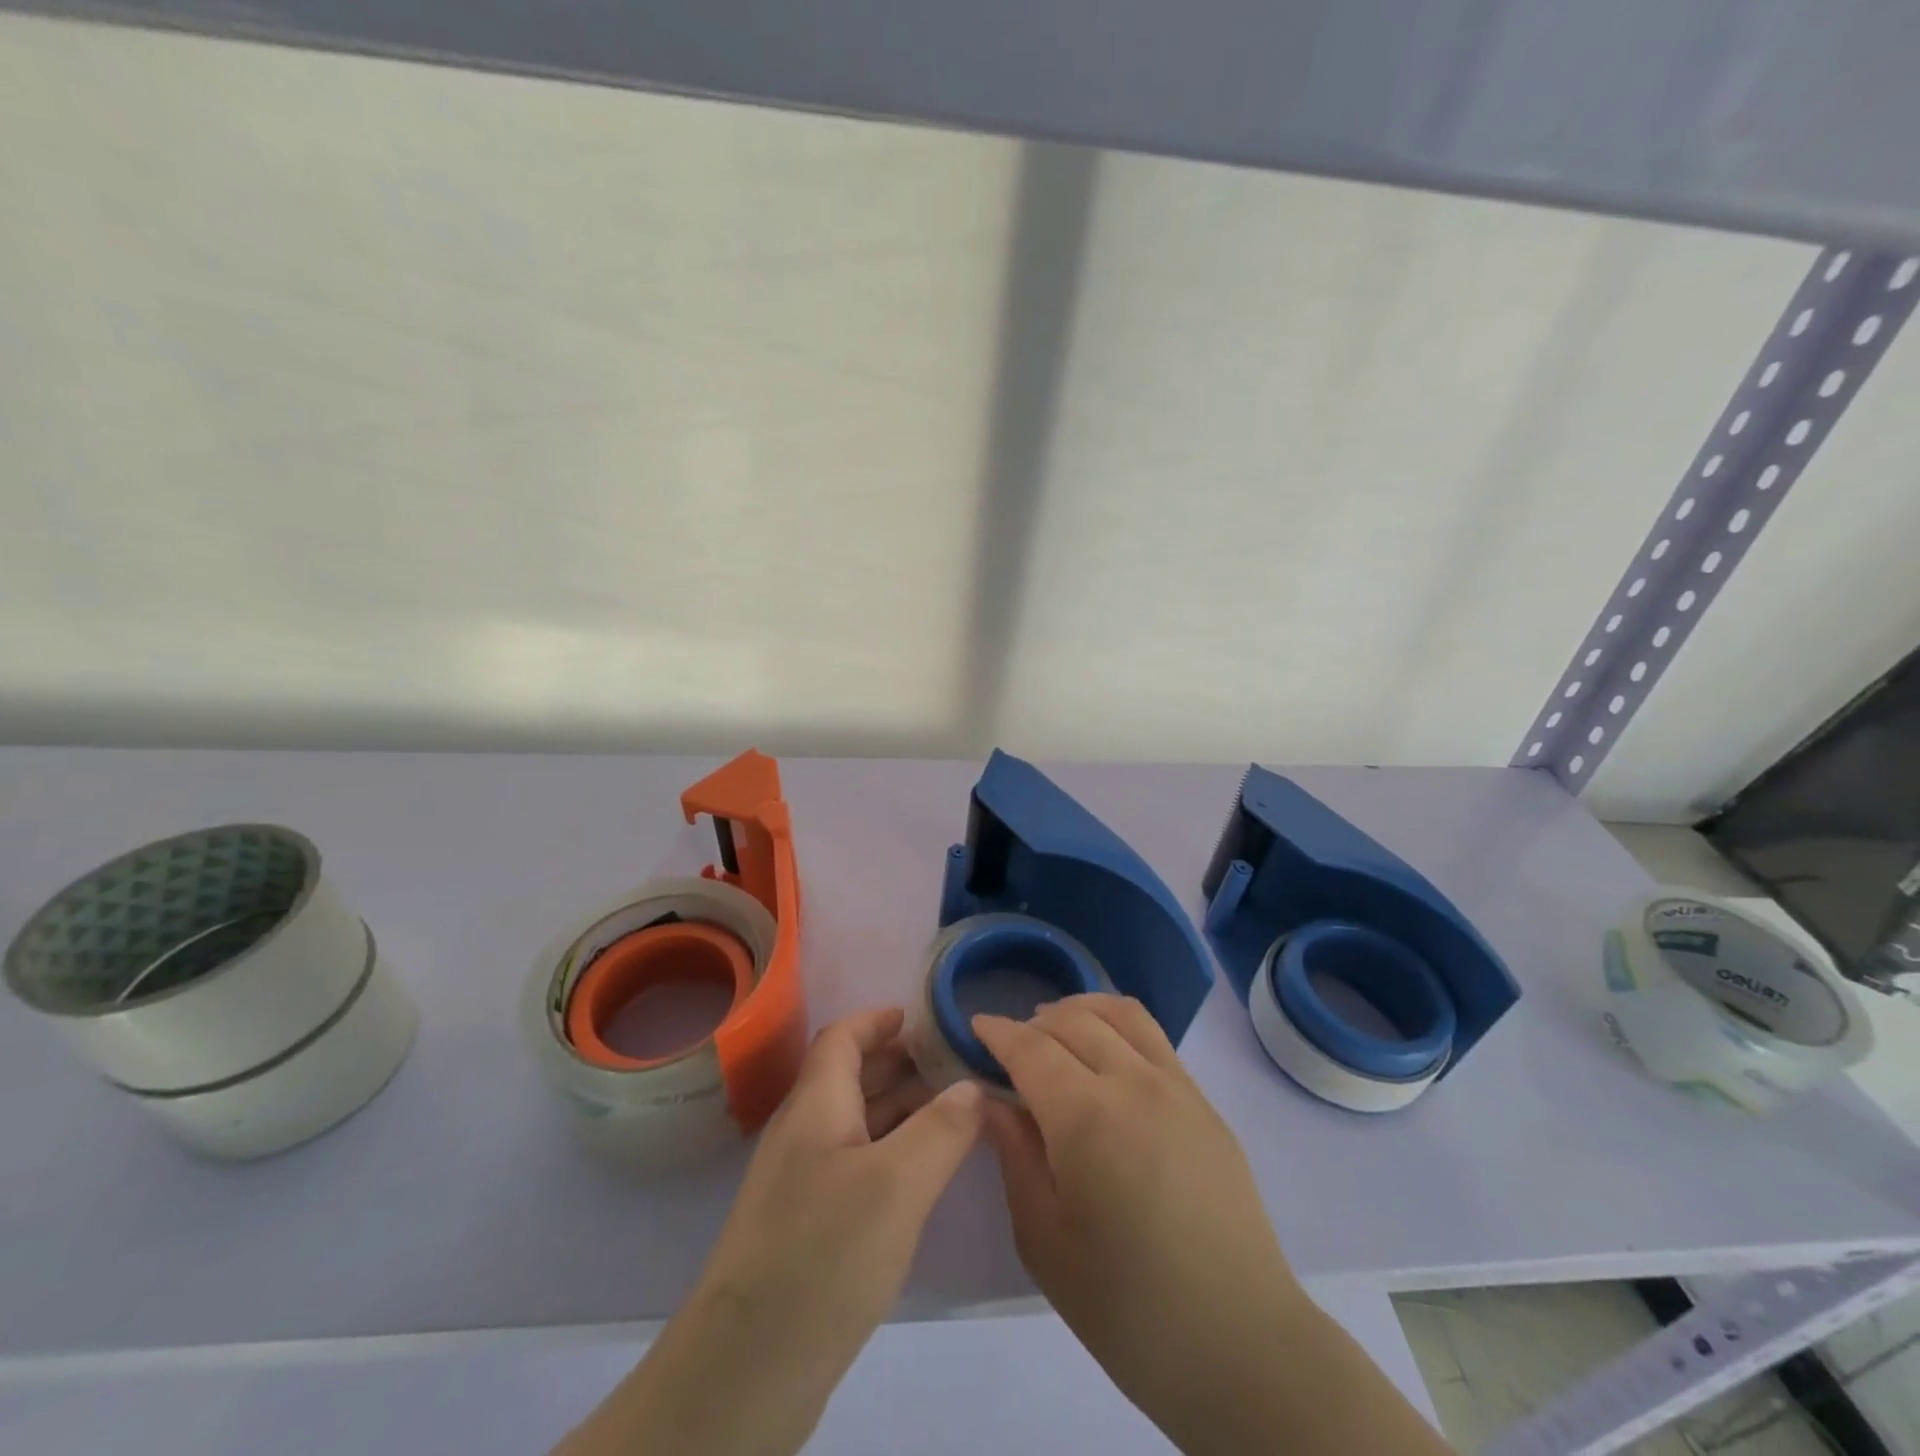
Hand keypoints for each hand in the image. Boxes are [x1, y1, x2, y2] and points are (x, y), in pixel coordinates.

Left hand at [557, 1007, 983, 1455]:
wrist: (745, 1370)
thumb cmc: (824, 1254)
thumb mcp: (898, 1185)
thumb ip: (942, 1129)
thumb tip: (971, 1085)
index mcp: (816, 1104)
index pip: (843, 1037)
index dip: (880, 1019)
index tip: (924, 1017)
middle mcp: (804, 1131)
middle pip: (851, 1075)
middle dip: (901, 1061)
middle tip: (955, 1063)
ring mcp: (801, 1181)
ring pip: (855, 1121)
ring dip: (899, 1107)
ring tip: (954, 1110)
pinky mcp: (806, 1225)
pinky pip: (855, 1162)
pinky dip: (891, 1150)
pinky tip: (923, 1172)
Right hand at [973, 995, 1310, 1455]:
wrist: (1238, 1342)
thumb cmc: (1125, 1304)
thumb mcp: (1043, 1237)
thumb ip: (1014, 1154)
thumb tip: (991, 1100)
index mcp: (1085, 1115)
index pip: (1030, 1047)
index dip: (997, 1031)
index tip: (975, 1025)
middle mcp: (1132, 1081)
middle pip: (1072, 1020)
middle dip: (1033, 1021)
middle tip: (1011, 1043)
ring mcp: (1176, 1086)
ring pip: (1120, 1013)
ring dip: (1079, 1009)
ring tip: (1057, 1028)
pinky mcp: (1204, 1102)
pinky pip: (1153, 1037)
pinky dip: (1117, 1024)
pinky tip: (1106, 1052)